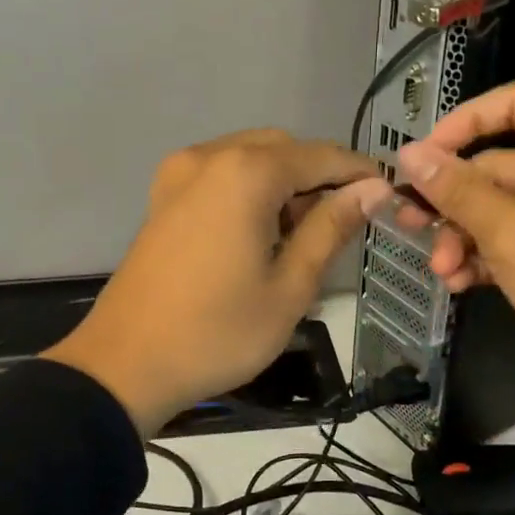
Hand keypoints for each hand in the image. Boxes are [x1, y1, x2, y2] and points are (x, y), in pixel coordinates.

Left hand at [44, 130, 391, 433]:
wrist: (126, 365)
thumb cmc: (218, 333)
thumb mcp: (290, 287)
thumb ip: (331, 228)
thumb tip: (372, 189)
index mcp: (245, 173)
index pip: (321, 156)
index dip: (359, 174)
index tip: (388, 198)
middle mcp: (209, 157)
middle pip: (282, 149)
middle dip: (318, 178)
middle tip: (340, 227)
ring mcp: (178, 174)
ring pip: (249, 159)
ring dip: (283, 184)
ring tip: (298, 238)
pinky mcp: (162, 197)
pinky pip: (219, 175)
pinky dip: (249, 191)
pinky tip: (258, 234)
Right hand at [396, 83, 514, 447]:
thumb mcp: (511, 232)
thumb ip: (457, 191)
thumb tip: (409, 154)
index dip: (463, 123)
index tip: (423, 157)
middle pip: (498, 167)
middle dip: (453, 203)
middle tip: (409, 225)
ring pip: (500, 209)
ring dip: (465, 237)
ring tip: (441, 272)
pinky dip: (486, 258)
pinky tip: (460, 284)